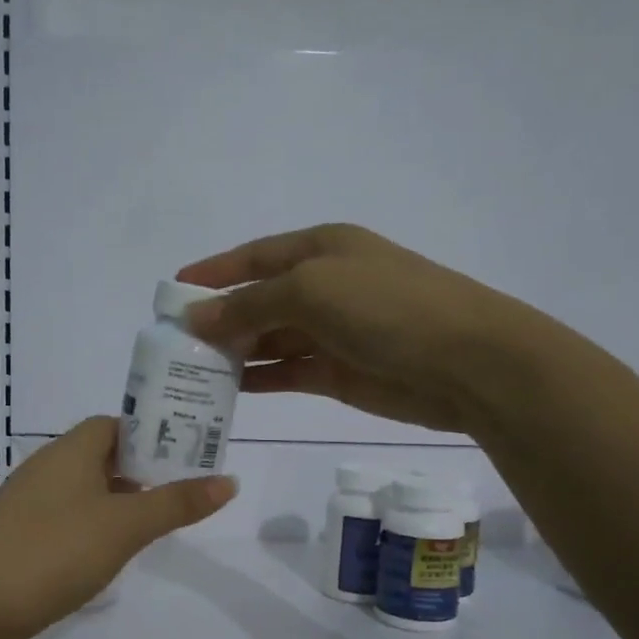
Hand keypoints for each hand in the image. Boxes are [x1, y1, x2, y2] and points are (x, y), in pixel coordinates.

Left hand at [0, 416, 235, 638]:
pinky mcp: (17, 537)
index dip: (151, 433)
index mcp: (71, 450)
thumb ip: (177, 503)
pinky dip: (92, 526)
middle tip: (180, 491)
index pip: (115, 424)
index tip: (186, 454)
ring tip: (153, 523)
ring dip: (117, 500)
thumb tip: (230, 480)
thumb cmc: (55, 551)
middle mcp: (46, 467)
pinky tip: (106, 553)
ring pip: (84, 489)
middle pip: (101, 455)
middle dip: (141, 469)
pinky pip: (65, 518)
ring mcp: (27, 504)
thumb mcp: (126, 526)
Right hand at [178, 223, 529, 435]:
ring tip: (191, 370)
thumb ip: (249, 305)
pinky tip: (227, 390)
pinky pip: (287, 371)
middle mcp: (325, 285)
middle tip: (174, 343)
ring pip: (270, 339)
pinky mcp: (339, 373)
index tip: (172, 291)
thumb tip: (196, 318)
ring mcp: (333, 331)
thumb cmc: (388, 307)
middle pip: (259, 299)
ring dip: (234, 351)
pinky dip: (259, 378)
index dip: (214, 272)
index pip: (254, 256)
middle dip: (219, 317)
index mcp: (321, 248)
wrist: (466, 362)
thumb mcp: (311, 291)